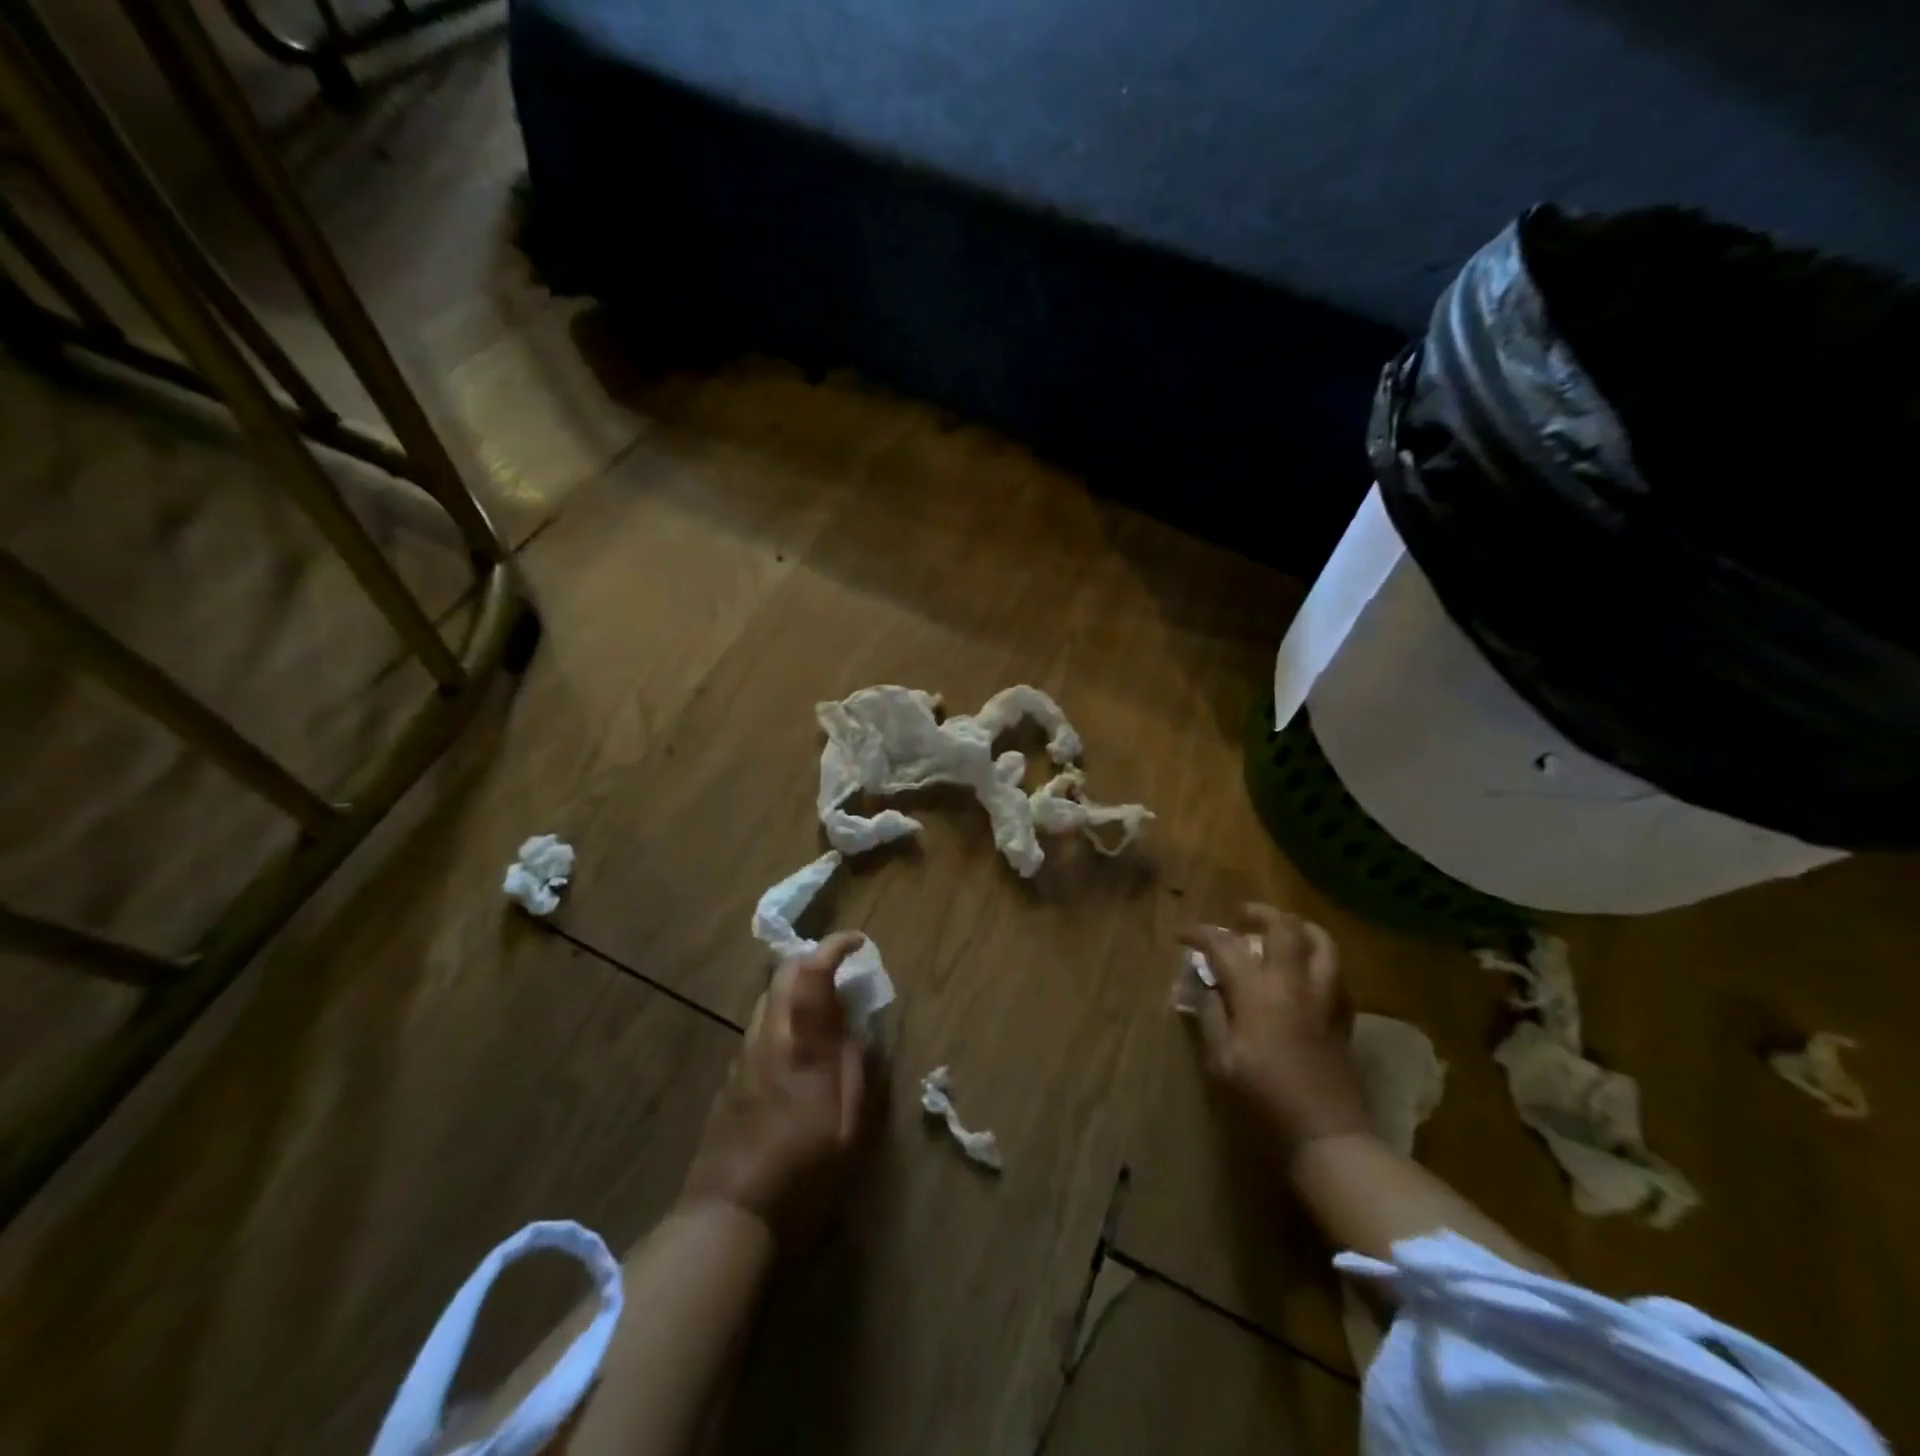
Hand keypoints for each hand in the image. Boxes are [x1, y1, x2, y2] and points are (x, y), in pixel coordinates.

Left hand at [678, 932, 874, 1244]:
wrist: (727, 1219)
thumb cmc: (800, 1177)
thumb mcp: (849, 1130)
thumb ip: (856, 1071)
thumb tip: (859, 1033)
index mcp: (800, 1047)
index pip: (811, 974)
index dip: (833, 948)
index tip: (857, 942)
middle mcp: (767, 1040)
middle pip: (782, 976)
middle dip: (813, 960)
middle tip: (843, 970)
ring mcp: (743, 1058)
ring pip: (768, 1000)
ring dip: (797, 988)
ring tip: (825, 1007)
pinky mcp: (730, 1079)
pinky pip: (760, 1027)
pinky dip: (784, 1016)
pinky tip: (799, 1048)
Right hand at [1181, 905, 1372, 1158]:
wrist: (1325, 1131)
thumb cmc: (1264, 1095)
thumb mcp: (1221, 1058)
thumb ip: (1212, 1015)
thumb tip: (1207, 986)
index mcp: (1257, 989)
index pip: (1224, 944)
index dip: (1200, 933)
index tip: (1183, 935)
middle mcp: (1293, 982)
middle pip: (1283, 927)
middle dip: (1259, 913)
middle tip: (1241, 916)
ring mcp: (1324, 996)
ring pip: (1321, 942)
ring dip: (1299, 928)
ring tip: (1283, 931)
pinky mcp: (1343, 1015)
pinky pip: (1336, 974)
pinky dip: (1319, 962)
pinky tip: (1307, 973)